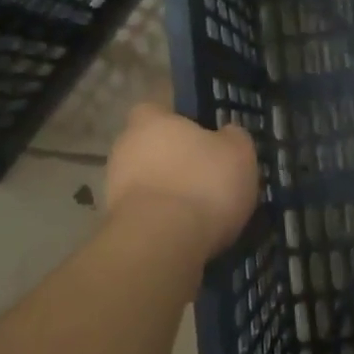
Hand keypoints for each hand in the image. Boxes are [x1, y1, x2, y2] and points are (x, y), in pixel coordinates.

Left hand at [104, 103, 257, 257]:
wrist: (161, 244)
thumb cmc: (203, 184)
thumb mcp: (239, 153)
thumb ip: (233, 138)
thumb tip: (227, 134)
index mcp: (151, 120)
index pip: (157, 109)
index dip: (178, 121)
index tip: (201, 136)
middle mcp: (125, 147)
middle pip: (150, 147)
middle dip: (173, 160)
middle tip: (205, 176)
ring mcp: (114, 187)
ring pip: (146, 182)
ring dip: (167, 192)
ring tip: (200, 211)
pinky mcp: (114, 224)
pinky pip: (145, 213)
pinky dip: (162, 220)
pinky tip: (186, 233)